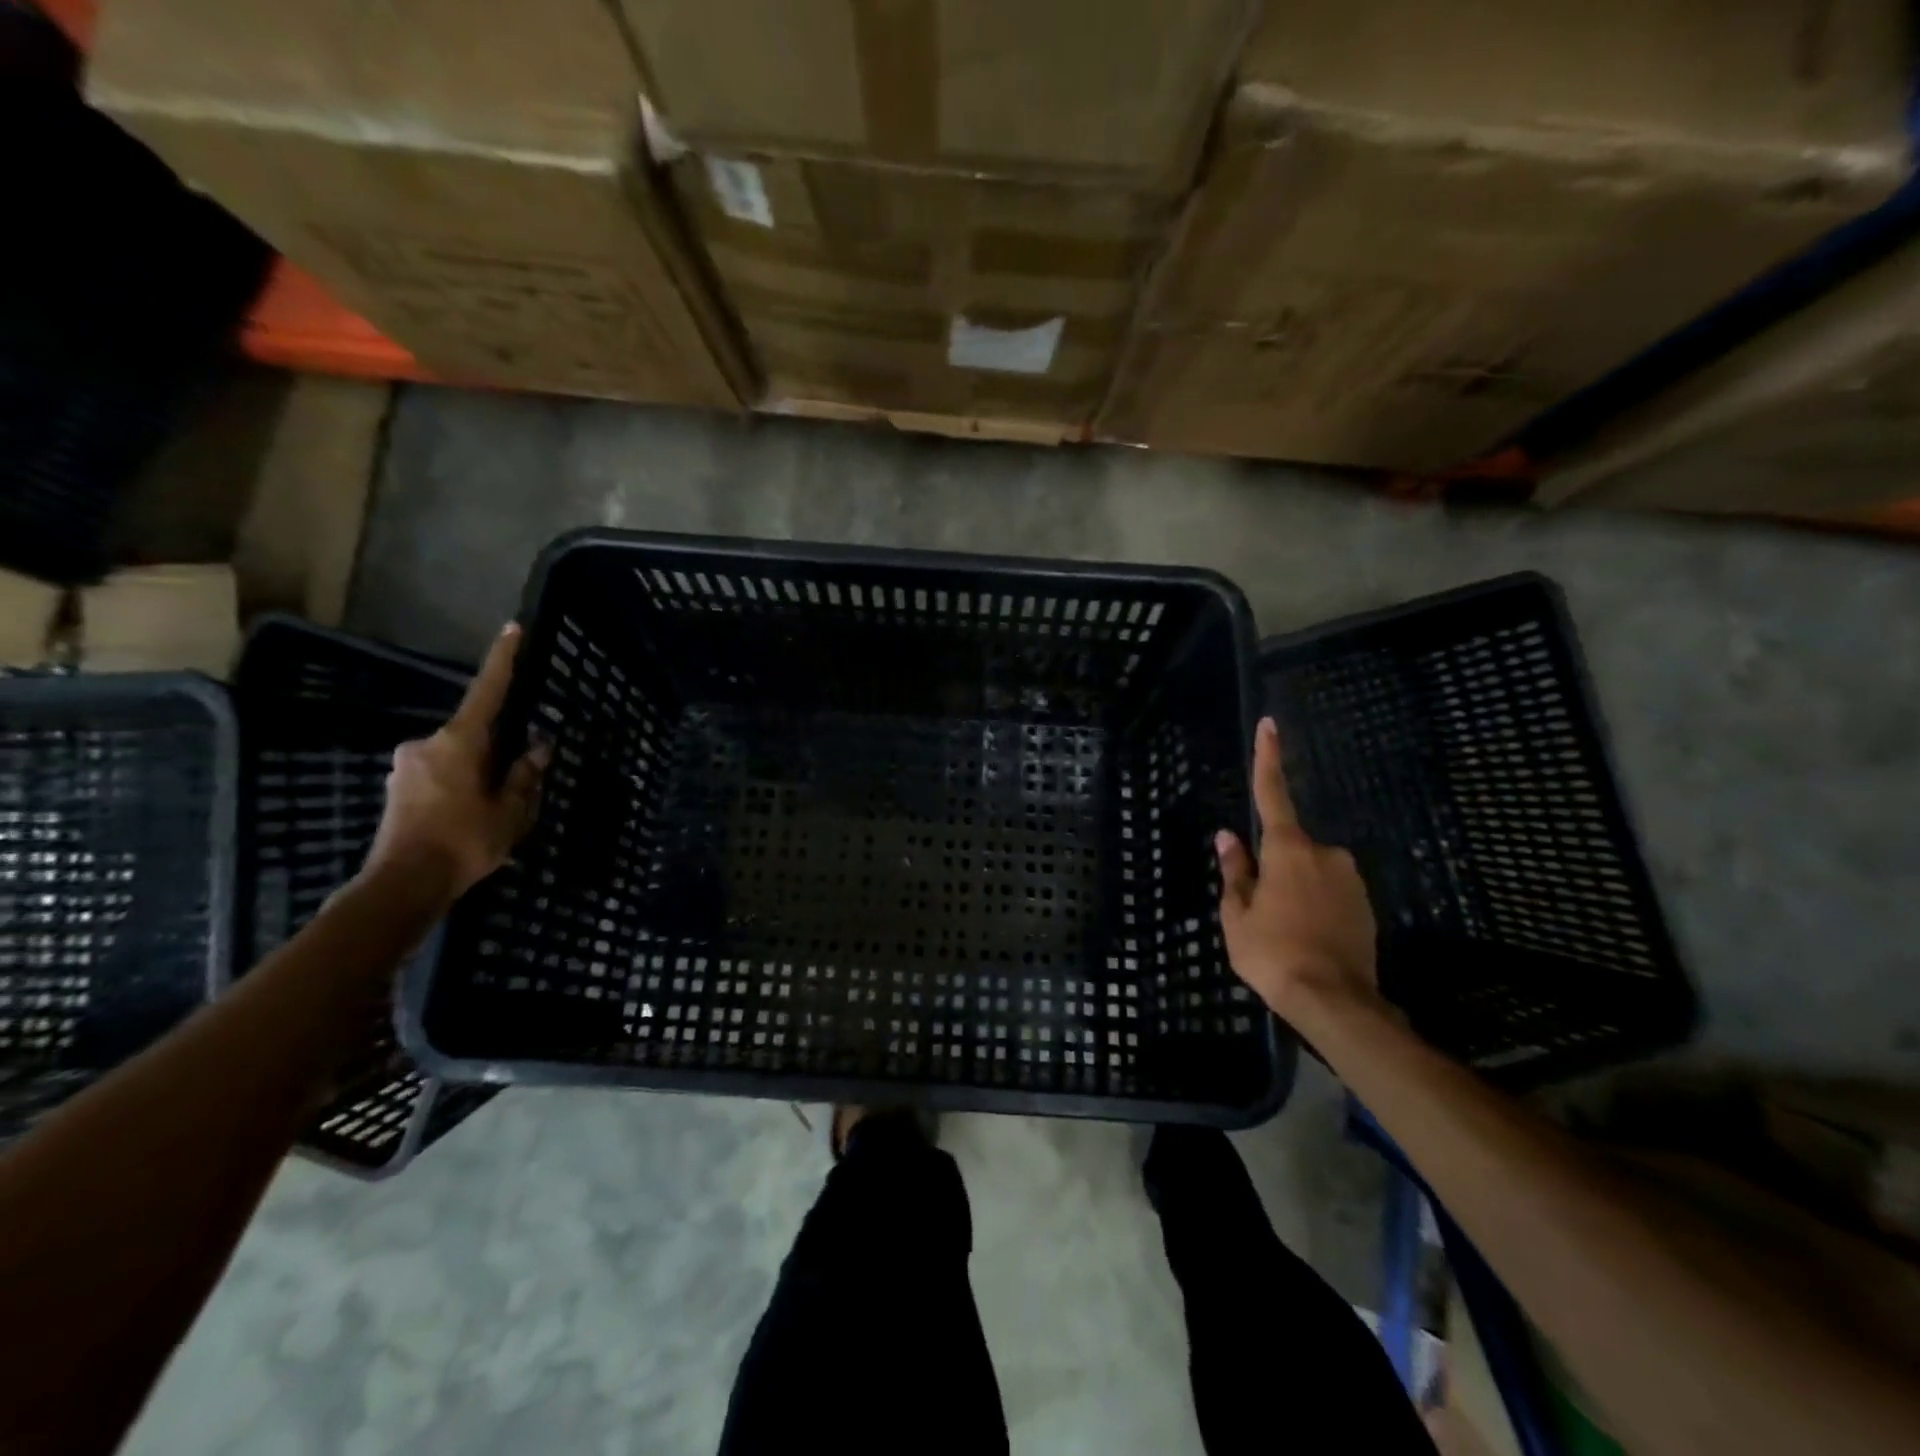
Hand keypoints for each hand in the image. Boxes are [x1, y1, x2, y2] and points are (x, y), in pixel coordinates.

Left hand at [362, 623, 549, 900]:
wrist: (403, 885)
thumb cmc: (464, 841)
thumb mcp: (511, 811)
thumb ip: (526, 775)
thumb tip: (538, 748)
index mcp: (459, 742)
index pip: (487, 691)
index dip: (503, 660)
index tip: (513, 629)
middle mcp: (427, 744)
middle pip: (474, 734)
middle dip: (498, 751)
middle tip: (518, 783)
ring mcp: (407, 766)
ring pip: (457, 759)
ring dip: (479, 774)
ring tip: (494, 812)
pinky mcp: (398, 789)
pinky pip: (440, 777)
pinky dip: (460, 789)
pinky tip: (469, 820)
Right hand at [1215, 717, 1379, 1020]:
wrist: (1336, 1002)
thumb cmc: (1273, 953)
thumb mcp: (1237, 915)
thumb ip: (1234, 871)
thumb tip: (1227, 837)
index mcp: (1288, 849)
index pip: (1272, 793)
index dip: (1268, 758)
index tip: (1270, 724)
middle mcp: (1325, 853)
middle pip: (1288, 847)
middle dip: (1272, 868)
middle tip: (1260, 911)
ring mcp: (1350, 878)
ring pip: (1309, 872)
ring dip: (1294, 890)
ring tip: (1284, 933)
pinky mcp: (1366, 904)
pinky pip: (1330, 892)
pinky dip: (1315, 907)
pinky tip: (1307, 939)